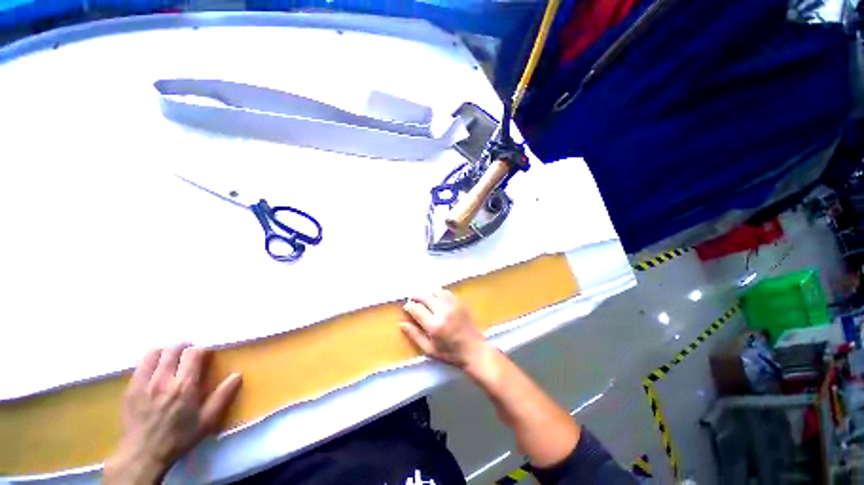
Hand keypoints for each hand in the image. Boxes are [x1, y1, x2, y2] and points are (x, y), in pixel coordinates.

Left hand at [104, 345, 241, 483]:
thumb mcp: (207, 421)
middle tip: (189, 353)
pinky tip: (155, 369)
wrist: (143, 454)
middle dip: (184, 347)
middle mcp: (164, 379)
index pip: (194, 353)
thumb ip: (223, 396)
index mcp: (184, 385)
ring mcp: (144, 382)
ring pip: (155, 353)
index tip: (205, 355)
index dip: (201, 350)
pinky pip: (141, 364)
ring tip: (171, 358)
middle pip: (173, 349)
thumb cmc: (179, 437)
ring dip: (166, 352)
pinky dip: (151, 361)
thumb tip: (237, 375)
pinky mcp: (130, 387)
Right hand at [401, 289, 489, 370]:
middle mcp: (443, 311)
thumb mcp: (429, 349)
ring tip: (423, 298)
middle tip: (412, 300)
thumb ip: (415, 335)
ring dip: (426, 292)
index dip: (408, 306)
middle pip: (424, 296)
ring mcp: (452, 305)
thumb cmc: (451, 353)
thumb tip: (402, 324)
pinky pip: (446, 291)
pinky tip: (435, 297)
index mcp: (434, 325)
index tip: (406, 307)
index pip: (416, 308)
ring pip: (435, 290)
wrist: (474, 350)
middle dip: (415, 296)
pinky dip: (438, 292)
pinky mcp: (460, 302)